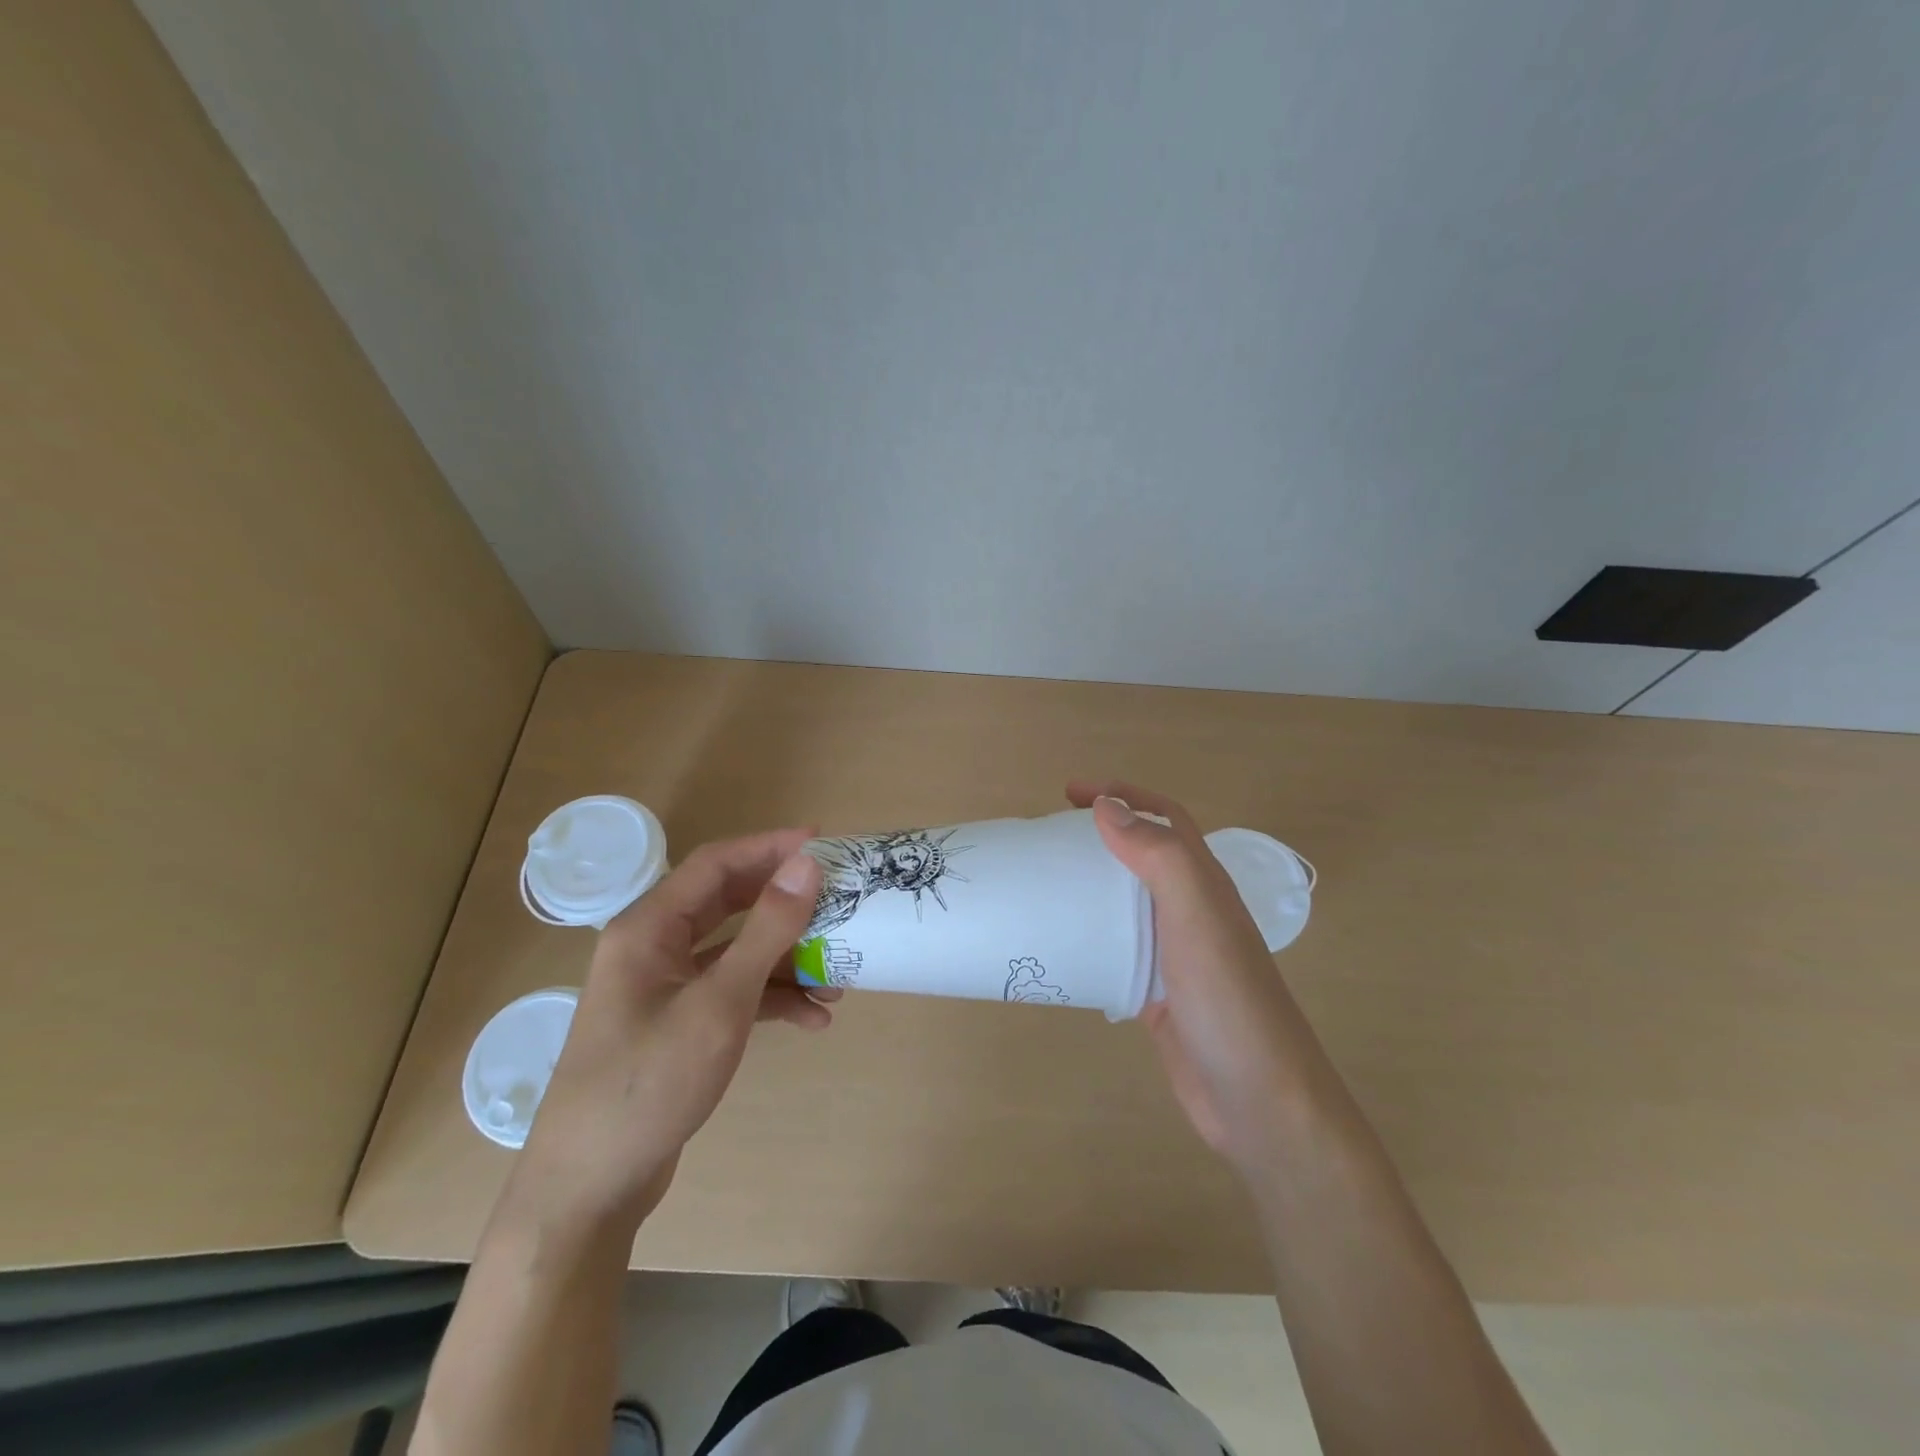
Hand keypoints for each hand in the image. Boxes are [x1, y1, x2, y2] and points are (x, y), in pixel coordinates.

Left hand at [512, 830, 829, 1230]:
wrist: (589, 1189)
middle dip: (785, 902)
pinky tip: (813, 1019)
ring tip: (839, 973)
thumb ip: (767, 930)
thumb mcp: (720, 1002)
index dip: (769, 847)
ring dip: (786, 957)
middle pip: (729, 903)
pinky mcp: (678, 1024)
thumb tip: (808, 863)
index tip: (823, 841)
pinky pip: (732, 991)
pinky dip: (772, 997)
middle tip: (837, 897)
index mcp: (649, 927)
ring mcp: (665, 988)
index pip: (716, 864)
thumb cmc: (650, 1082)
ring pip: (736, 950)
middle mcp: (654, 947)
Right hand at [1067, 781, 1312, 1176]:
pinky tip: (1061, 942)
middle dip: (1101, 834)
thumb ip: (1159, 856)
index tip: (1070, 793)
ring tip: (1045, 880)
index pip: (1166, 819)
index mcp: (1205, 884)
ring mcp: (1174, 953)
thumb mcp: (1195, 916)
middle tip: (1048, 834)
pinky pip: (1117, 948)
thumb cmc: (1228, 999)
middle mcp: (1191, 911)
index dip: (1124, 796)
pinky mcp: (1157, 991)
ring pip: (1127, 901)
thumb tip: (1107, 806)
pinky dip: (1090, 934)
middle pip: (1144, 855)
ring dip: (1091, 881)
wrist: (1258, 1100)